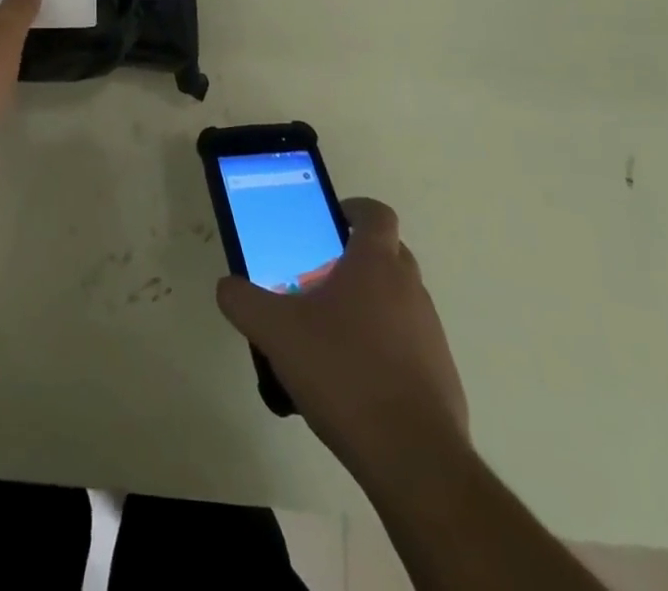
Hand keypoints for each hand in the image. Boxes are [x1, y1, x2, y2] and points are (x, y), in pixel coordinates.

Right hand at [216, 198, 466, 470]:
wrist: (413, 458)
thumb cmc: (343, 372)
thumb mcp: (276, 332)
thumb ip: (244, 302)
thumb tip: (227, 286)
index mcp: (376, 263)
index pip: (375, 213)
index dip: (353, 210)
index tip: (326, 223)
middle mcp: (410, 288)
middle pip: (387, 253)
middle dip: (354, 259)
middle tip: (316, 279)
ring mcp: (431, 332)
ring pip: (397, 299)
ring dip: (368, 305)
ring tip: (328, 335)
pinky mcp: (440, 375)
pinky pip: (408, 343)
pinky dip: (384, 347)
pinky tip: (353, 380)